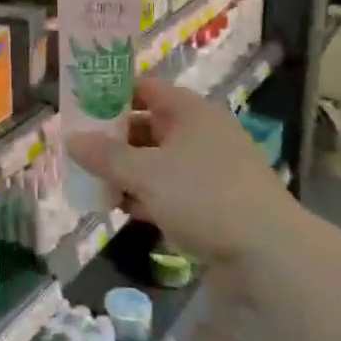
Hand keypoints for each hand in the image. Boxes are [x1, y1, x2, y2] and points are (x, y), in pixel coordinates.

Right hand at [64, 77, 296, 263]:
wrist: (270, 253)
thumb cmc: (204, 196)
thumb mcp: (146, 174)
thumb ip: (106, 156)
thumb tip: (70, 139)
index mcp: (190, 110)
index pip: (144, 88)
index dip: (111, 94)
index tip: (80, 109)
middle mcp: (202, 131)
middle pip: (149, 125)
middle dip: (115, 140)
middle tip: (81, 153)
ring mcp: (212, 167)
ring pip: (159, 160)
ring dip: (129, 171)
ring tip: (97, 186)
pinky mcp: (217, 200)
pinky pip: (173, 188)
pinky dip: (150, 195)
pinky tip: (126, 210)